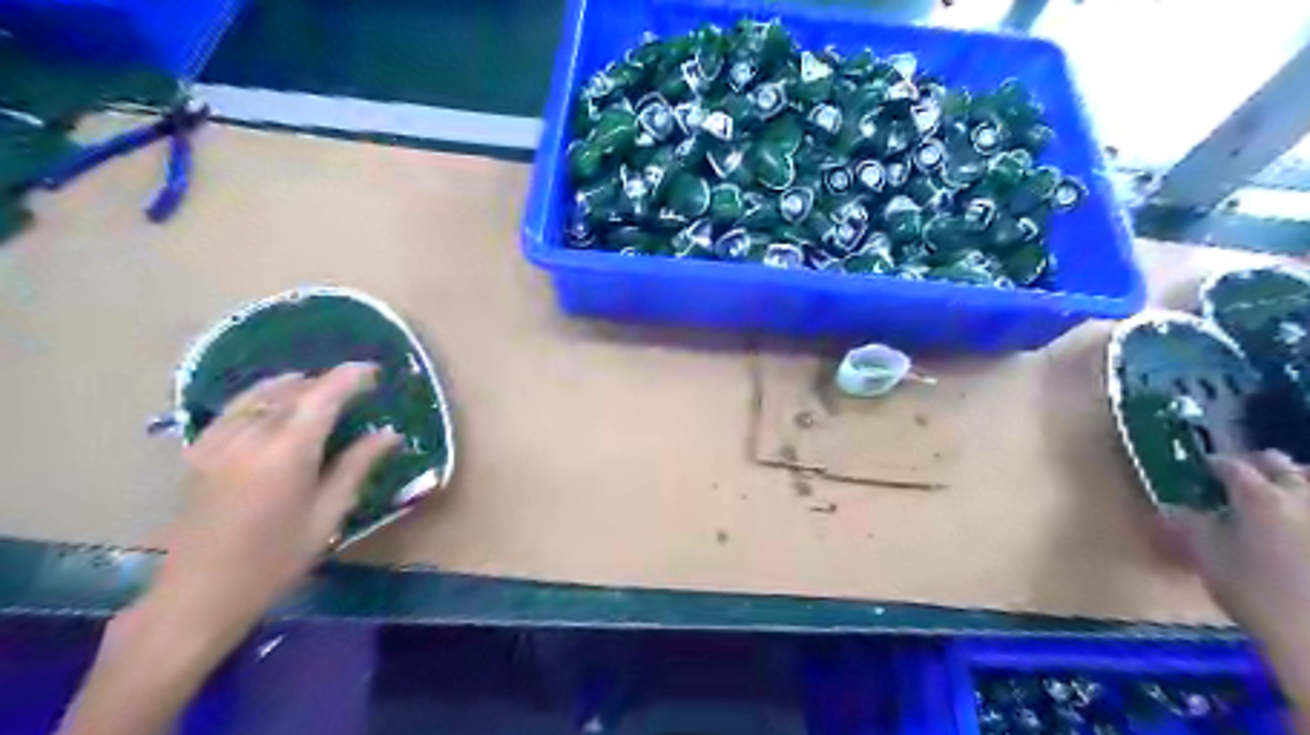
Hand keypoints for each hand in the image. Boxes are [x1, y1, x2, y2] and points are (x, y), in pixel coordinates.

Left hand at [56, 364, 404, 734]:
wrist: (196, 597)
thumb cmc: (274, 561)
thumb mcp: (327, 516)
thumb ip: (356, 466)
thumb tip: (389, 433)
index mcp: (286, 453)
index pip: (322, 396)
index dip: (349, 377)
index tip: (373, 371)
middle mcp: (249, 437)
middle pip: (291, 391)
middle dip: (325, 382)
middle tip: (354, 387)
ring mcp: (218, 443)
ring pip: (259, 395)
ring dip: (292, 386)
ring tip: (317, 388)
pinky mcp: (199, 453)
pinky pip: (233, 409)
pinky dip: (258, 397)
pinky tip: (270, 405)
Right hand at [1168, 451, 1309, 645]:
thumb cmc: (1255, 593)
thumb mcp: (1206, 557)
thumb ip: (1189, 526)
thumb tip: (1170, 508)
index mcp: (1257, 496)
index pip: (1229, 465)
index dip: (1211, 466)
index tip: (1199, 473)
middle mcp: (1300, 496)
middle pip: (1278, 464)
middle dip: (1257, 466)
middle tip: (1239, 482)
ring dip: (1293, 482)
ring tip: (1279, 500)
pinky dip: (1302, 510)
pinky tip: (1294, 527)